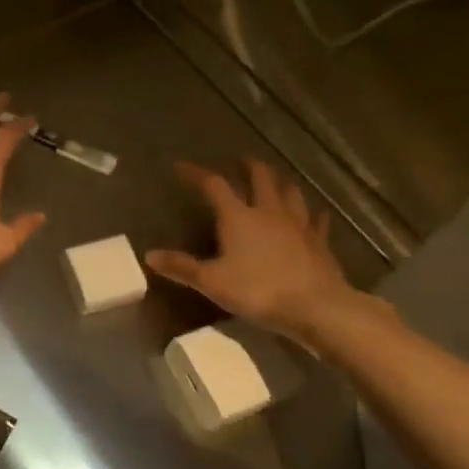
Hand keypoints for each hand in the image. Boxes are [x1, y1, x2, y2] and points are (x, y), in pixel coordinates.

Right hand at [145, 158, 357, 340]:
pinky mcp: (319, 241)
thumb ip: (181, 267)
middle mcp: (268, 212)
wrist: (316, 307)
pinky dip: (312, 214)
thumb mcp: (211, 281)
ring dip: (280, 183)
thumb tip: (149, 255)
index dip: (196, 174)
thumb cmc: (258, 290)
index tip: (181, 167)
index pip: (214, 185)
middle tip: (241, 161)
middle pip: (260, 178)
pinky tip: (314, 213)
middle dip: (249, 167)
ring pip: (290, 193)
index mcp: (238, 217)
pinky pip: (316, 220)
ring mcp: (298, 225)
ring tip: (274, 180)